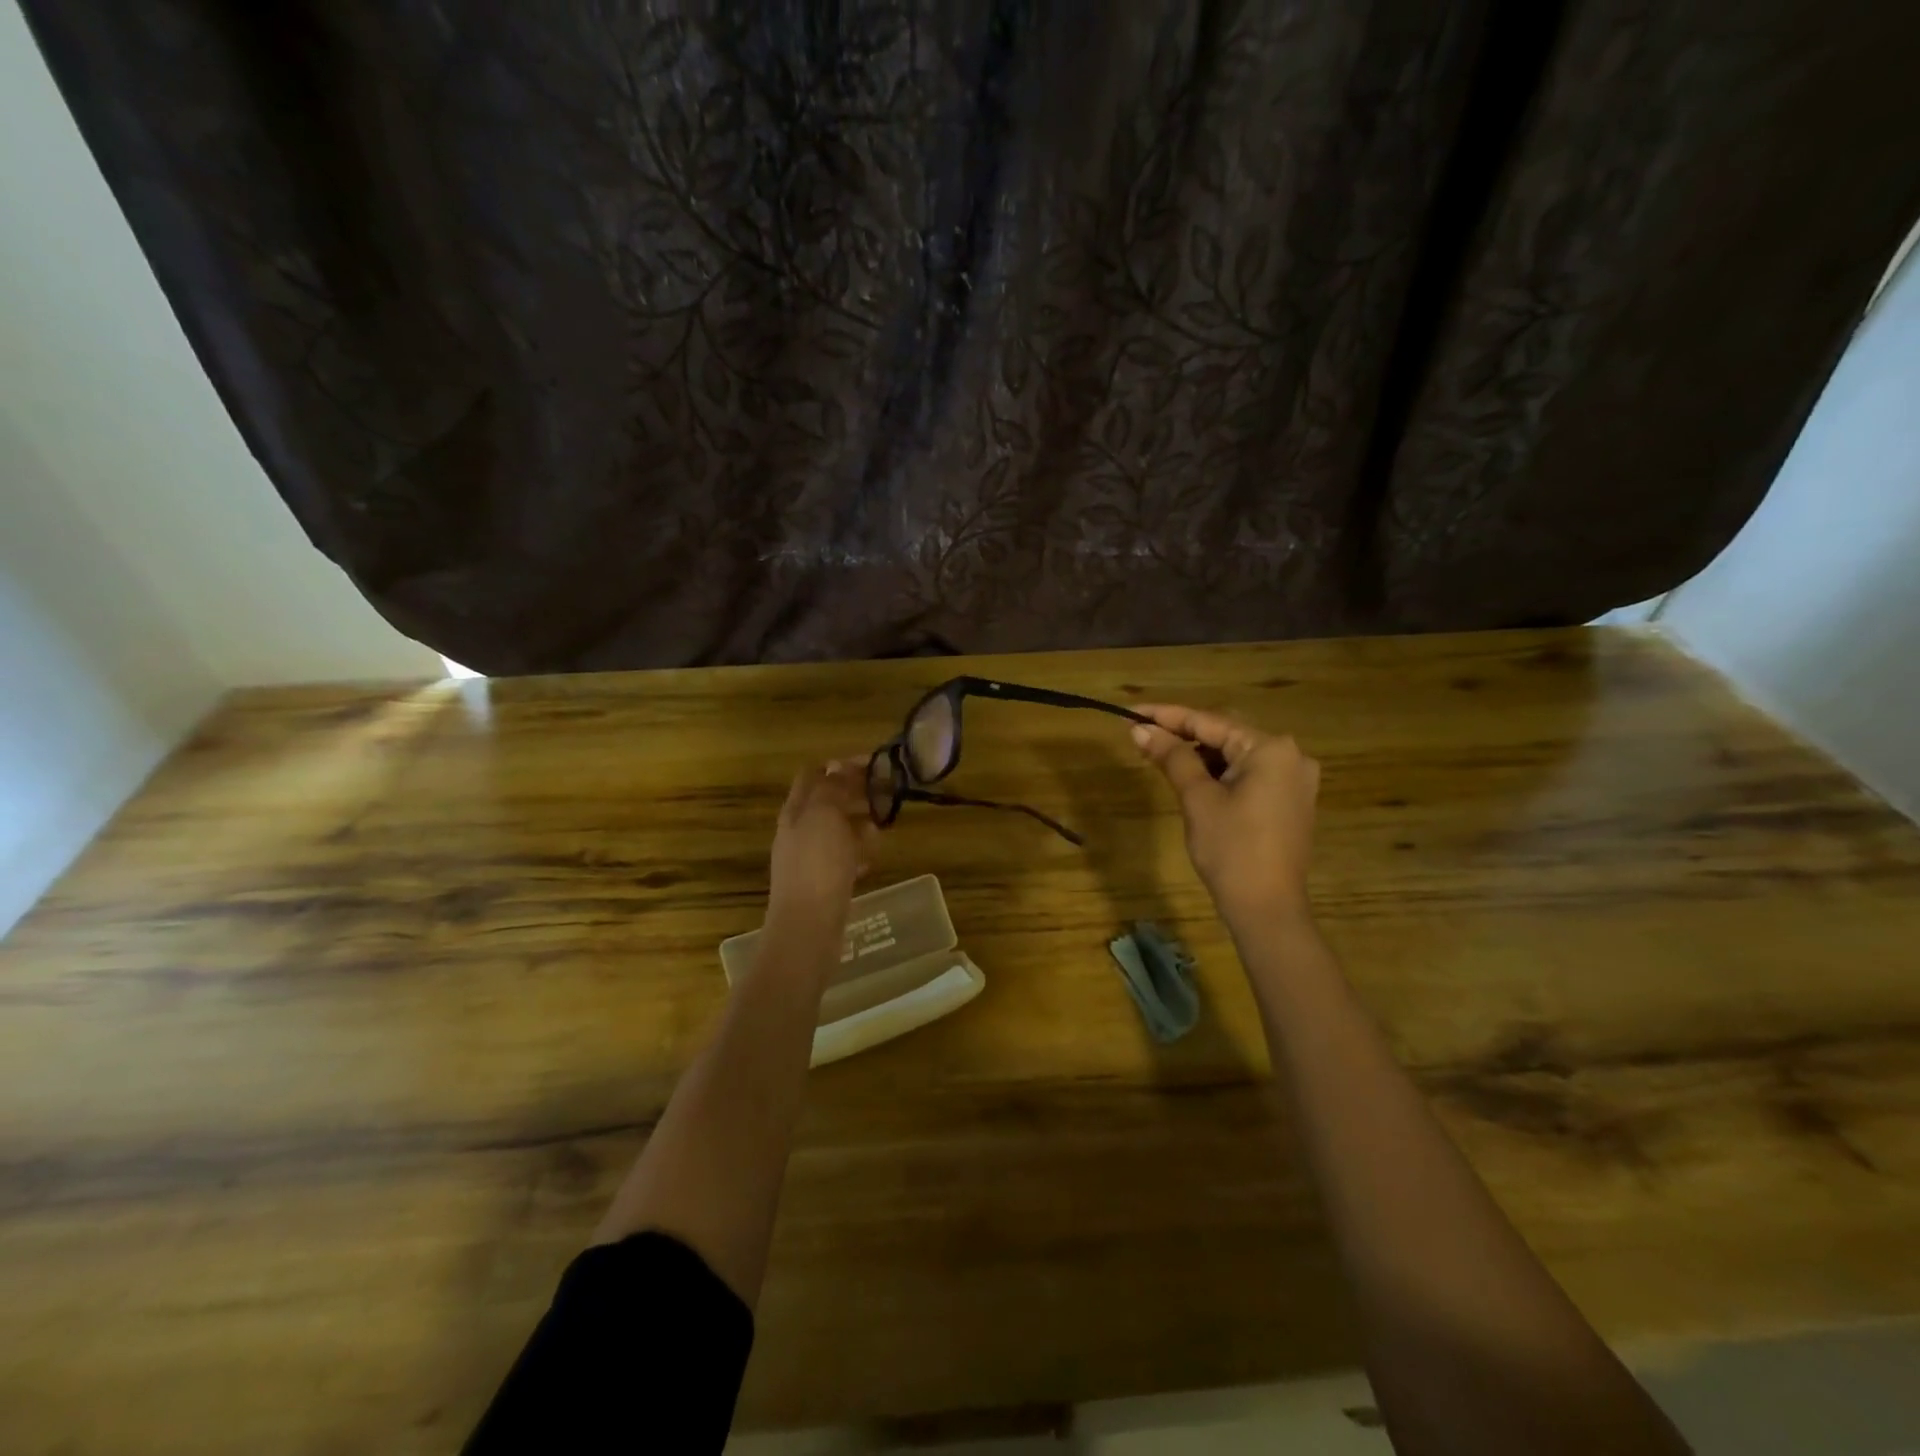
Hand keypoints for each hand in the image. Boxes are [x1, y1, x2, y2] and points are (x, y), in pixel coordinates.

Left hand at [767, 760, 879, 934]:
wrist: (808, 928)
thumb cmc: (817, 866)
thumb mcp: (825, 816)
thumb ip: (832, 788)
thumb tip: (837, 766)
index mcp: (795, 811)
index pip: (814, 774)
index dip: (842, 765)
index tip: (874, 764)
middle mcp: (798, 831)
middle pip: (827, 801)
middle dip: (856, 794)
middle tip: (886, 795)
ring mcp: (809, 858)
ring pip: (838, 830)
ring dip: (860, 824)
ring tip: (881, 830)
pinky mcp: (822, 883)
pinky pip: (843, 858)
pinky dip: (857, 853)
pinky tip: (870, 861)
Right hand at [1129, 704, 1320, 926]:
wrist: (1267, 908)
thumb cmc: (1231, 850)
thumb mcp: (1197, 798)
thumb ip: (1172, 757)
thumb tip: (1141, 730)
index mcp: (1270, 749)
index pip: (1209, 721)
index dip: (1167, 716)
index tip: (1131, 712)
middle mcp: (1290, 756)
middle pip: (1225, 734)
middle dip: (1183, 733)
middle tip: (1142, 734)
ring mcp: (1295, 780)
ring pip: (1237, 755)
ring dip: (1200, 754)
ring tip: (1160, 755)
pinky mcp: (1290, 802)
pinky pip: (1249, 774)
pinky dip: (1220, 773)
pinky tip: (1192, 777)